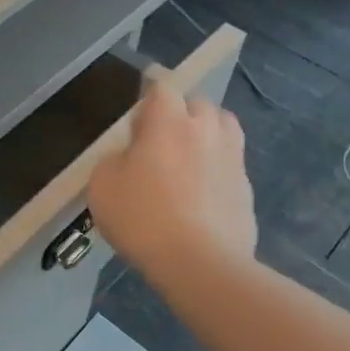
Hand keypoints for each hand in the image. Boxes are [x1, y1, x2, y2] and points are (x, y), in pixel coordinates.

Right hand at [88, 80, 255, 280]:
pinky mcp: (247, 188)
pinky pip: (230, 164)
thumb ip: (114, 160)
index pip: (162, 86)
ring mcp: (232, 158)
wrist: (200, 263)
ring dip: (206, 134)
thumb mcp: (102, 184)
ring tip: (189, 157)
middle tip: (160, 138)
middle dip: (180, 113)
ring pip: (223, 128)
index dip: (149, 92)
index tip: (139, 106)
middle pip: (198, 103)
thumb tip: (130, 157)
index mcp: (168, 121)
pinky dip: (217, 169)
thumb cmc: (143, 217)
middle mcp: (205, 129)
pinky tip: (201, 193)